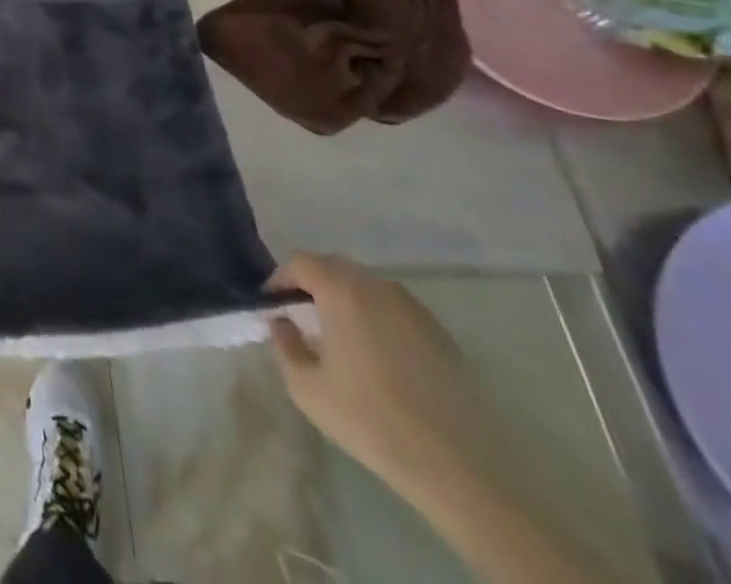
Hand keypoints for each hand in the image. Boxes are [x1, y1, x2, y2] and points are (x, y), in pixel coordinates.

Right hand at [267, 252, 489, 503]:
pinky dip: (377, 316)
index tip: (273, 306)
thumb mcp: (306, 388)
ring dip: (346, 297)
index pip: (300, 262)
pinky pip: (395, 307)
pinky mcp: (440, 333)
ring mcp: (414, 308)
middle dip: (312, 283)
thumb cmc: (371, 421)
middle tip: (302, 315)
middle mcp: (377, 287)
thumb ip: (284, 345)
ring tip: (340, 333)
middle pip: (334, 266)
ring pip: (367, 285)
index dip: (280, 279)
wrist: (457, 468)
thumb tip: (282, 322)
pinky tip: (378, 353)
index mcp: (342, 291)